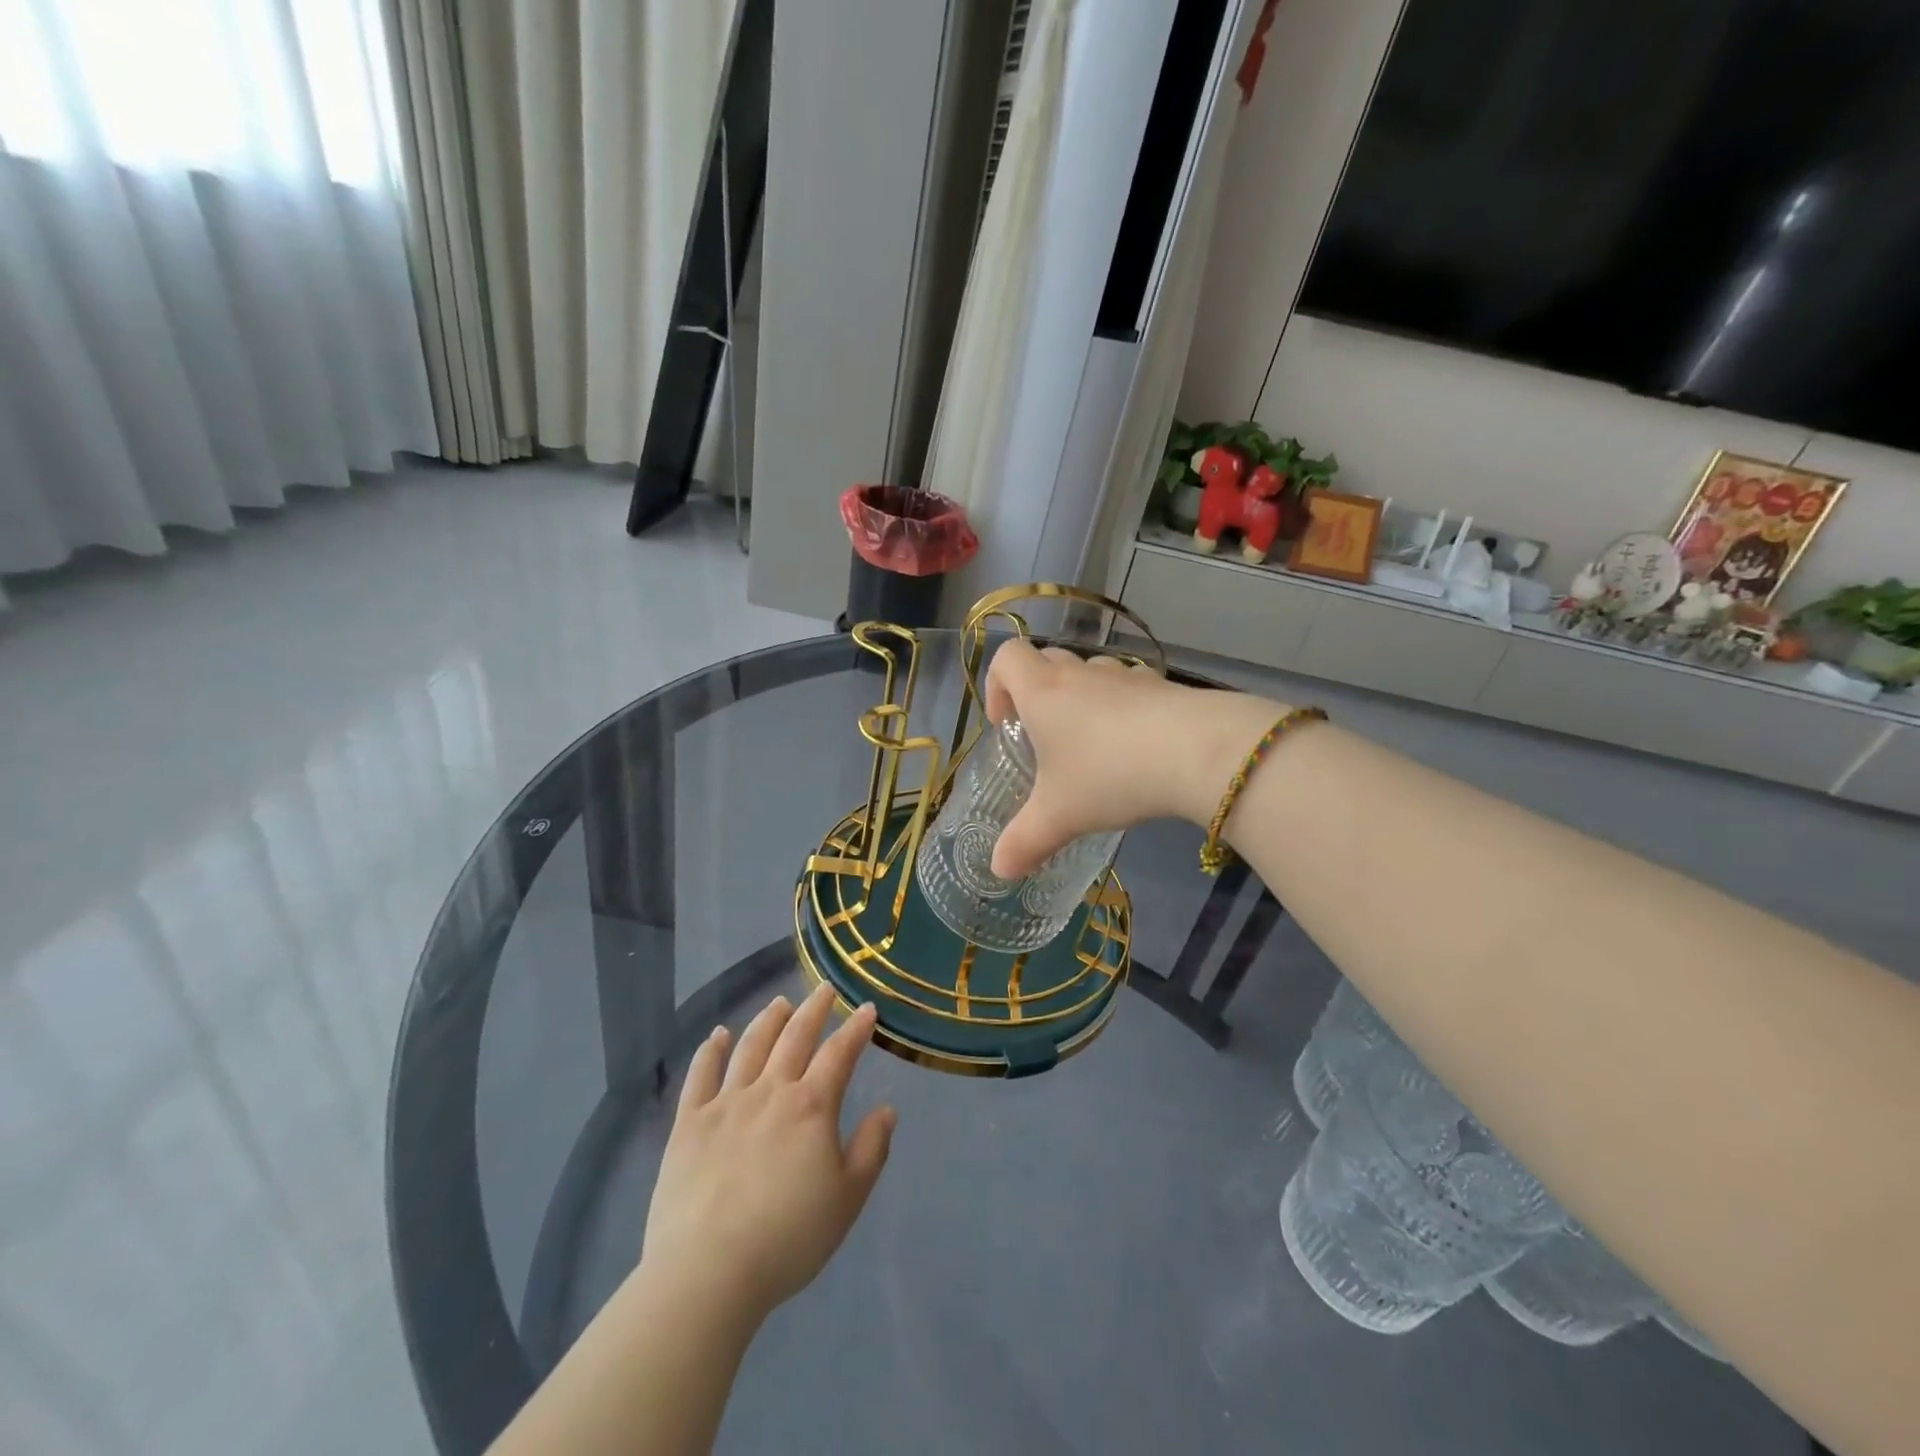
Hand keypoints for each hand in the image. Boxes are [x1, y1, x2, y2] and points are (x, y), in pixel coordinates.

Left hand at [642, 986, 895, 1323]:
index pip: (839, 1054)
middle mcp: (770, 1091)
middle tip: (824, 988)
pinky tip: (718, 1035)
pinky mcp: (689, 1123)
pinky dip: (711, 1050)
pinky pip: (701, 1075)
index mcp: (811, 1106)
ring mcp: (726, 1103)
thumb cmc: (788, 1238)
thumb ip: (871, 1149)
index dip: (855, 1029)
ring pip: (751, 1047)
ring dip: (769, 1020)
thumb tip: (887, 1109)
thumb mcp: (847, 1199)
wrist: (708, 1272)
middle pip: (795, 1037)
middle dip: (814, 1009)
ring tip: (780, 1002)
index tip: (866, 1008)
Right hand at [984, 639, 1282, 878]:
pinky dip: (1122, 709)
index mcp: (1044, 691)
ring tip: (1091, 745)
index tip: (1005, 723)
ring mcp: (1126, 676)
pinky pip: (1130, 688)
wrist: (1197, 751)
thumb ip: (1025, 841)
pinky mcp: (1163, 687)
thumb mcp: (1059, 816)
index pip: (1007, 657)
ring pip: (1091, 673)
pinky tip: (1135, 747)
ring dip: (1081, 698)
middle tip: (1042, 737)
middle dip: (1036, 691)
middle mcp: (1081, 674)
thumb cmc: (1110, 775)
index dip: (996, 683)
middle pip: (1046, 659)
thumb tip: (1000, 869)